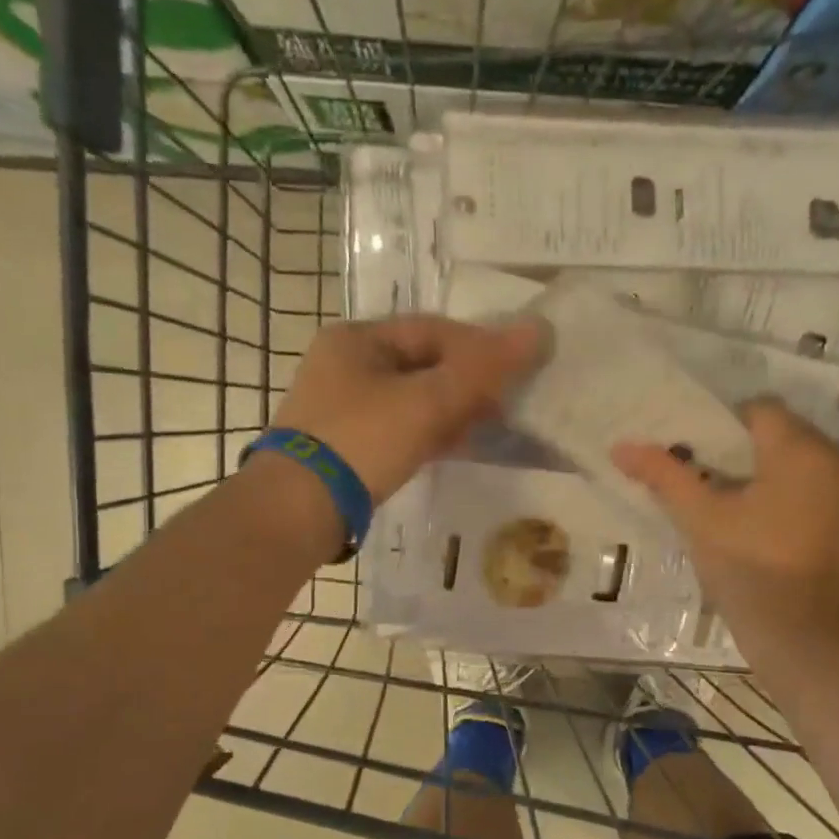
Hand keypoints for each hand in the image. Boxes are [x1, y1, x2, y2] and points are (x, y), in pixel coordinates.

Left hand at [273, 314, 545, 501]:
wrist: (300, 508)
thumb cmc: (363, 440)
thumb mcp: (427, 401)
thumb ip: (483, 369)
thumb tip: (539, 331)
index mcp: (357, 338)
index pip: (433, 330)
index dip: (480, 345)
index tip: (516, 369)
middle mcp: (345, 364)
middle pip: (423, 363)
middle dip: (468, 381)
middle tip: (507, 402)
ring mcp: (343, 407)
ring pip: (413, 398)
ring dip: (453, 409)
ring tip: (491, 426)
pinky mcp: (347, 445)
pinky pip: (400, 427)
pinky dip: (431, 432)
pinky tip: (458, 446)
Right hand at [612, 398, 838, 645]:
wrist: (808, 642)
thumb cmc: (749, 571)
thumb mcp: (700, 521)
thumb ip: (664, 476)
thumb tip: (621, 447)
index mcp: (799, 450)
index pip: (761, 409)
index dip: (727, 428)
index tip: (705, 460)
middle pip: (791, 438)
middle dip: (756, 456)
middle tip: (722, 492)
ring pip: (815, 473)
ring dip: (785, 484)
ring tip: (752, 521)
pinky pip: (835, 507)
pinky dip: (811, 513)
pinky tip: (786, 548)